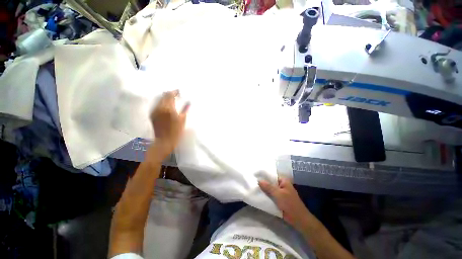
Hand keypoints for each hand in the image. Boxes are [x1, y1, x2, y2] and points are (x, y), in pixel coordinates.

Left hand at [150, 90, 188, 157]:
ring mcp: (154, 111)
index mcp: (168, 108)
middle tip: (175, 94)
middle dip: (169, 93)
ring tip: (171, 99)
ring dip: (165, 97)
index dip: (175, 92)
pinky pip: (156, 104)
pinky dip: (161, 102)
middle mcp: (160, 107)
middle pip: (163, 95)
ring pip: (159, 99)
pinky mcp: (152, 114)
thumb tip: (188, 102)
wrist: (164, 141)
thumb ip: (185, 109)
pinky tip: (166, 105)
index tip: (179, 91)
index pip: (170, 95)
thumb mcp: (182, 120)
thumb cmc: (176, 131)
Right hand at [259, 178, 310, 229]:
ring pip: (270, 190)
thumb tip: (259, 180)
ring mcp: (280, 193)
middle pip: (270, 182)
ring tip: (254, 187)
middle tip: (253, 181)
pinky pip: (271, 196)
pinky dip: (266, 196)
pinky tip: (258, 195)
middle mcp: (282, 185)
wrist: (298, 219)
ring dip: (264, 190)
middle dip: (263, 183)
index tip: (255, 175)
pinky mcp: (279, 200)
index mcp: (283, 181)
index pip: (272, 175)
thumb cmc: (290, 204)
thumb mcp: (278, 194)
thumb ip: (268, 187)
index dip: (264, 175)